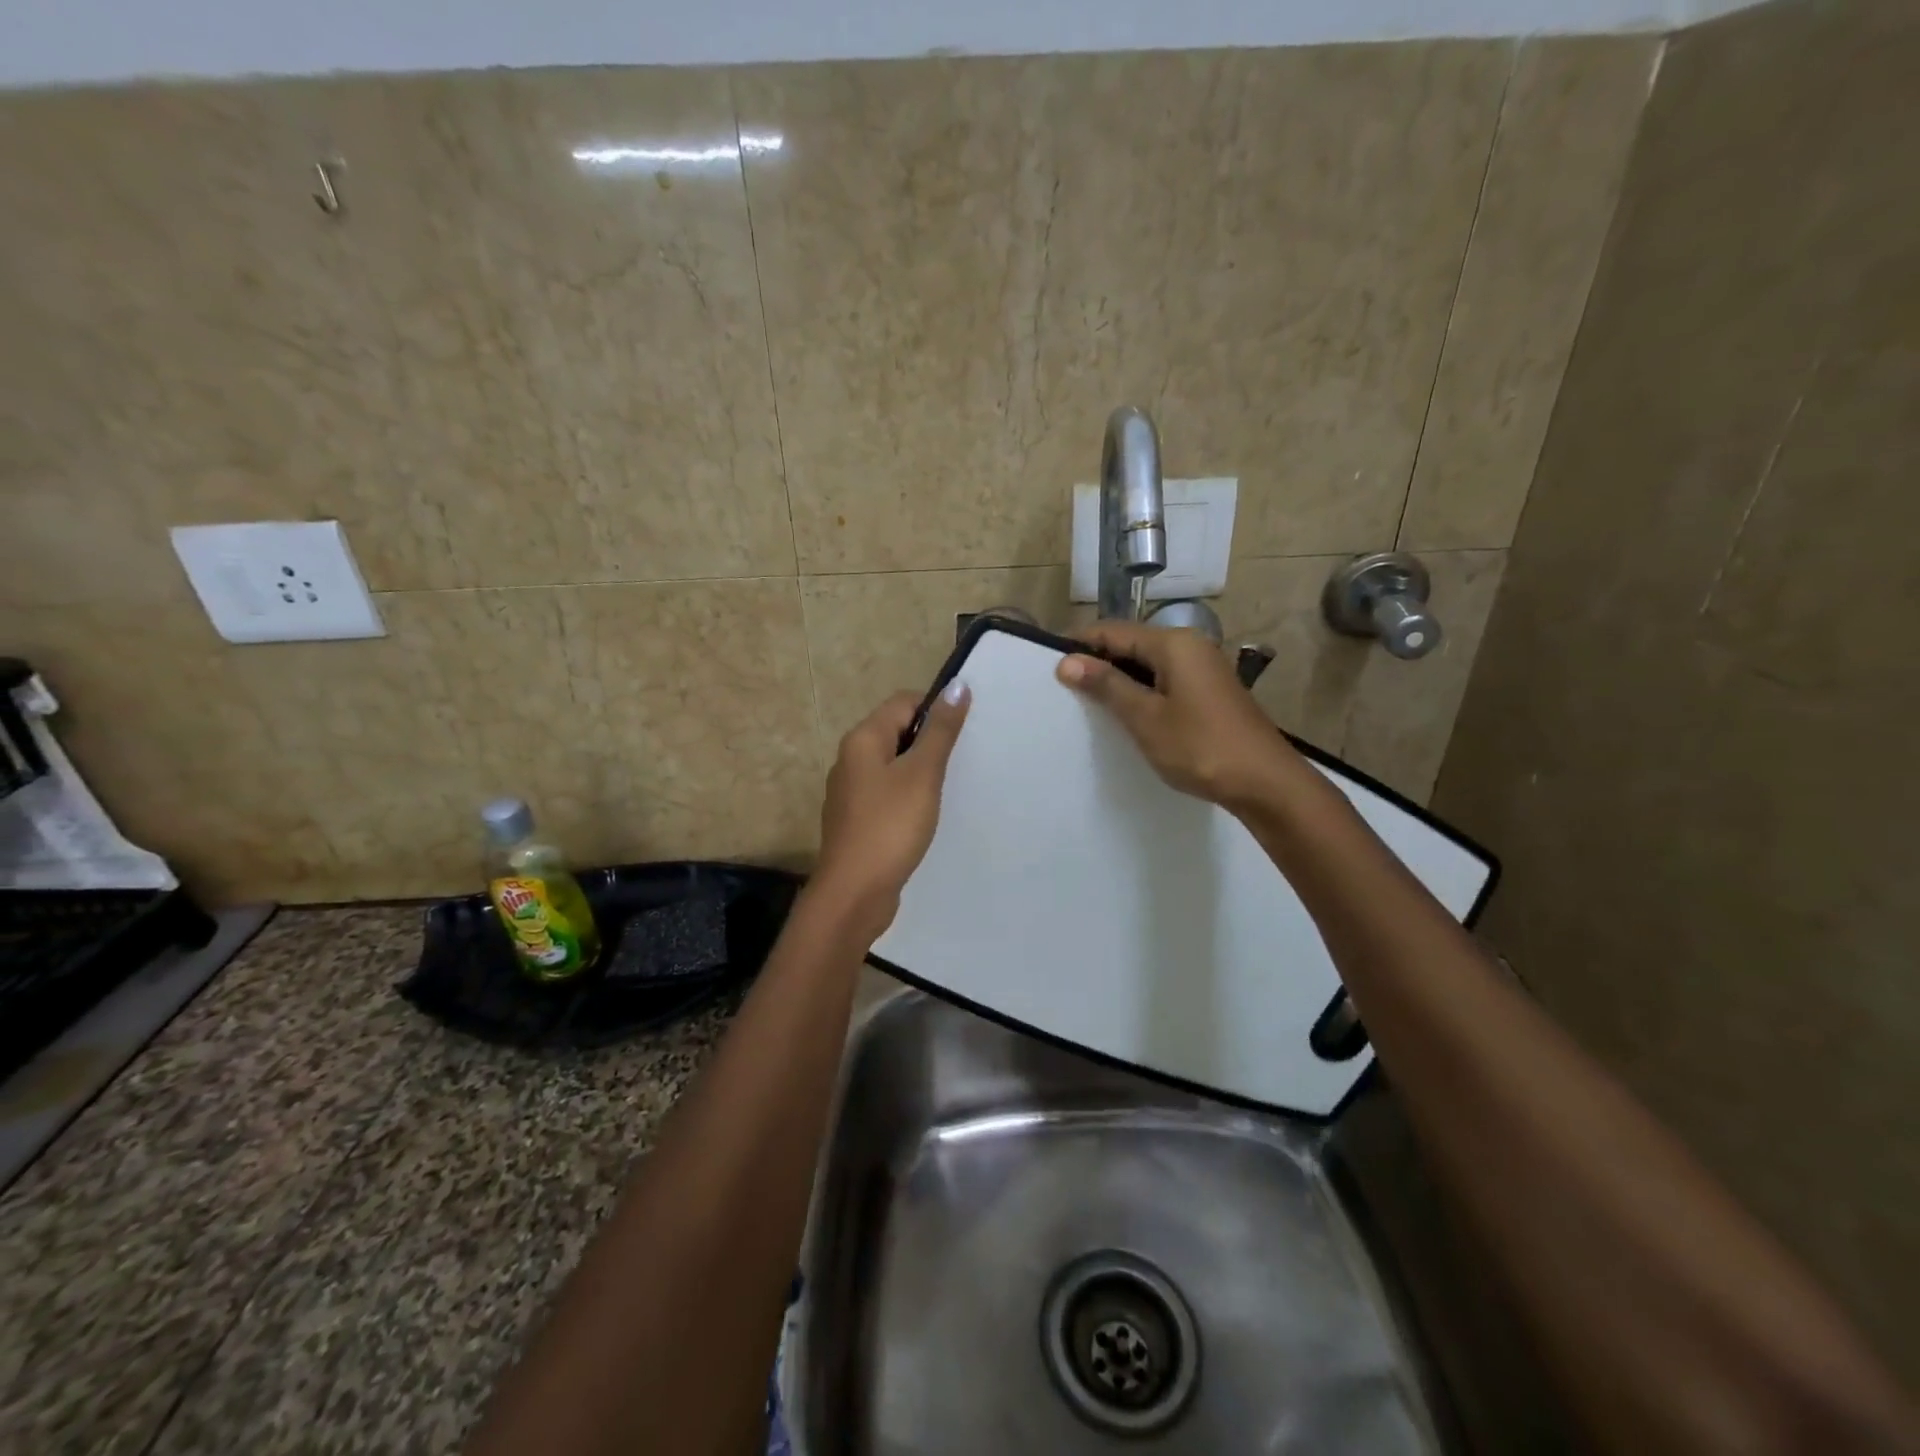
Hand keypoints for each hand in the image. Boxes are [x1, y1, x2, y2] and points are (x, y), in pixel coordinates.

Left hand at [812, 681, 971, 939]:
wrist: (854, 893)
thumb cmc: (890, 826)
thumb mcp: (922, 774)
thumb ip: (940, 731)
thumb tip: (956, 685)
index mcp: (862, 740)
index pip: (903, 703)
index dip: (936, 708)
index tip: (966, 730)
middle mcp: (850, 759)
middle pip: (896, 732)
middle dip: (930, 740)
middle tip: (964, 759)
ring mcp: (851, 792)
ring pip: (892, 765)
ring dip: (920, 770)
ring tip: (950, 786)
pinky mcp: (857, 820)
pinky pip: (887, 793)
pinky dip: (908, 795)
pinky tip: (927, 814)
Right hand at [1056, 621, 1301, 812]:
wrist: (1265, 782)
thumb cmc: (1200, 747)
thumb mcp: (1146, 717)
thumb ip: (1107, 685)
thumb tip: (1067, 661)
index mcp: (1174, 644)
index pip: (1114, 631)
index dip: (1081, 644)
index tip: (1051, 666)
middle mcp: (1190, 645)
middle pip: (1132, 643)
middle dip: (1099, 661)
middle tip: (1066, 689)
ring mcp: (1203, 668)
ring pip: (1149, 663)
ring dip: (1120, 678)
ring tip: (1090, 703)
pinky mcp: (1210, 690)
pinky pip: (1165, 679)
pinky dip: (1142, 690)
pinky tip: (1128, 713)